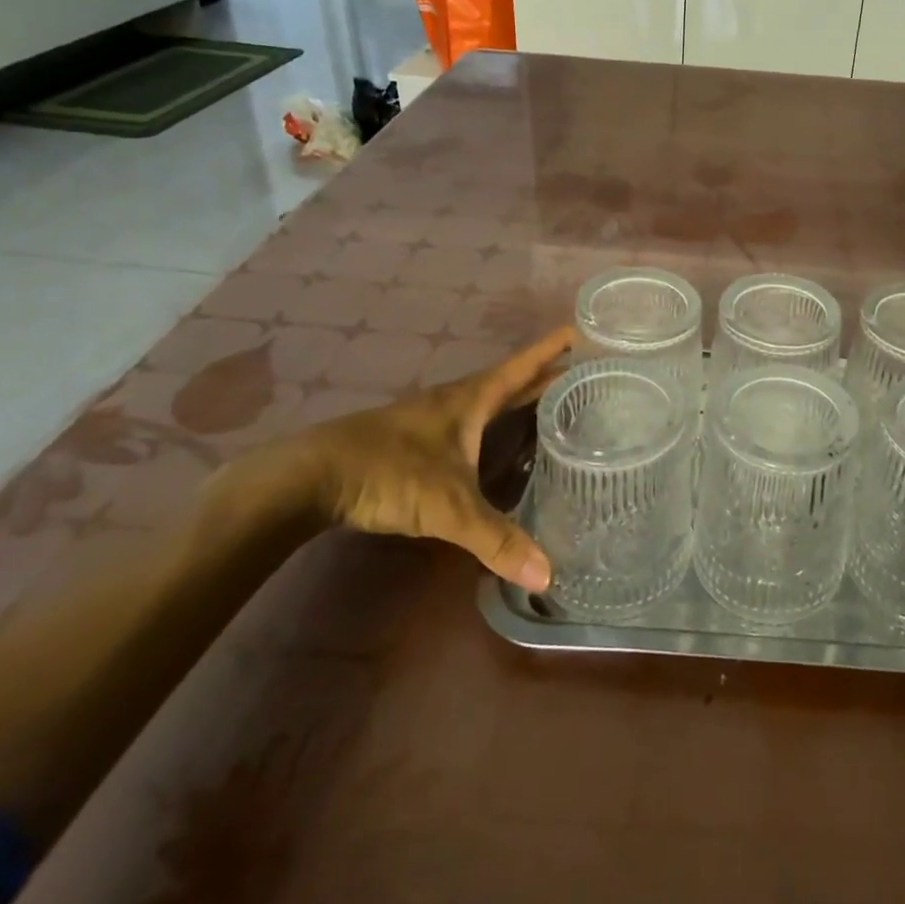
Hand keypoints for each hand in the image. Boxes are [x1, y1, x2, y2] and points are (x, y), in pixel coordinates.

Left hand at [282, 328, 572, 591]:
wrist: (311, 476)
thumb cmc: (389, 472)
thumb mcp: (448, 506)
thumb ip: (495, 538)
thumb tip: (546, 575)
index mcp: (474, 397)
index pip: (527, 364)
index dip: (557, 346)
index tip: (590, 328)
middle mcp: (460, 399)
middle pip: (516, 381)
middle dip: (553, 375)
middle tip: (593, 374)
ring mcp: (437, 417)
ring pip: (494, 401)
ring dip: (526, 399)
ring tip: (562, 407)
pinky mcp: (421, 439)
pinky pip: (476, 422)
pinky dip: (501, 424)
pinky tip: (507, 445)